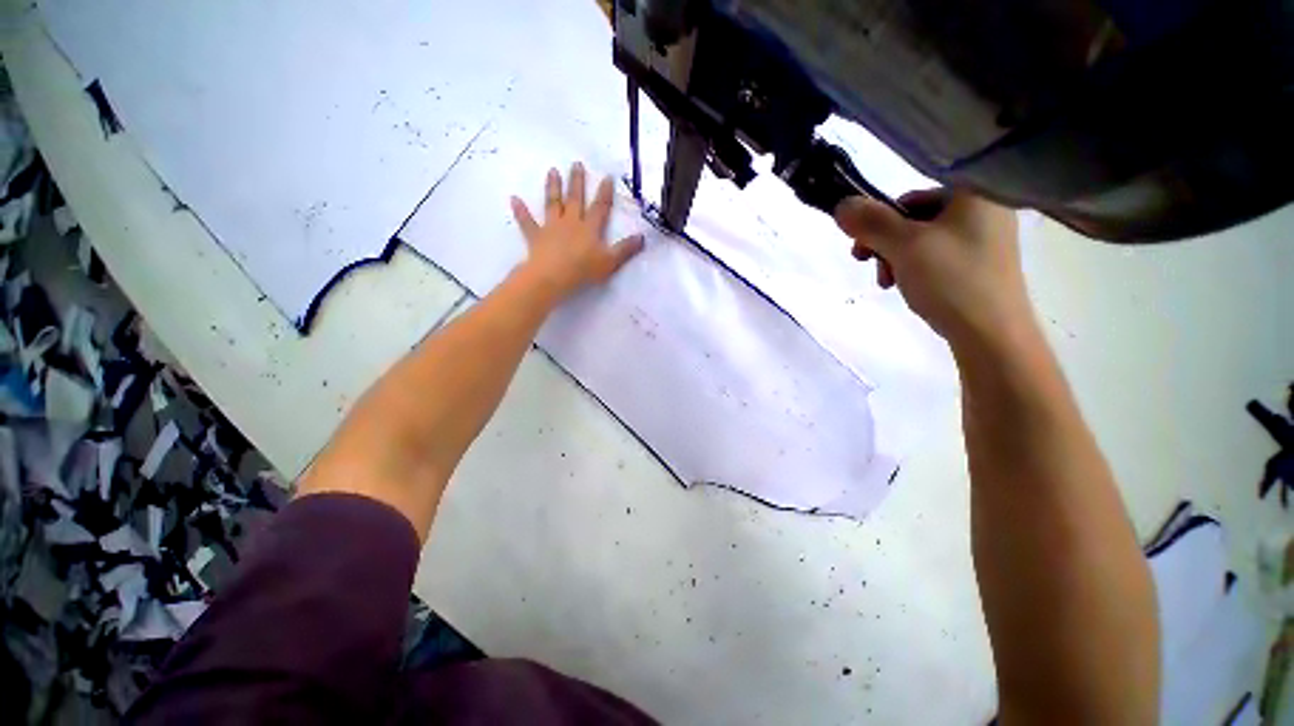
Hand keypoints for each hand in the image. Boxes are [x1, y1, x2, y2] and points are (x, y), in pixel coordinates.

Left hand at [511, 163, 644, 301]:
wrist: (553, 277)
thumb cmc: (583, 270)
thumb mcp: (610, 262)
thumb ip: (625, 249)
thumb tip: (642, 237)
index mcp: (589, 228)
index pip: (600, 207)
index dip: (604, 193)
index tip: (606, 176)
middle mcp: (571, 222)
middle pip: (575, 199)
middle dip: (577, 182)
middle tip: (576, 163)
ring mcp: (551, 228)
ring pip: (552, 204)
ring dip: (553, 188)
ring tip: (552, 171)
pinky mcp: (536, 237)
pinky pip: (527, 222)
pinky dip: (520, 211)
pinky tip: (513, 199)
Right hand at [835, 190, 1031, 349]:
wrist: (991, 334)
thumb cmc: (950, 280)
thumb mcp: (903, 246)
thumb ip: (870, 222)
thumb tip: (842, 205)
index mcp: (974, 194)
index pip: (911, 196)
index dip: (879, 220)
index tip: (862, 248)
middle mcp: (984, 209)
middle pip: (915, 218)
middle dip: (886, 244)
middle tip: (872, 267)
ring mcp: (985, 238)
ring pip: (923, 240)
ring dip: (896, 259)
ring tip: (889, 284)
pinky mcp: (981, 264)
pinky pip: (936, 256)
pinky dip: (914, 268)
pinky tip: (909, 288)